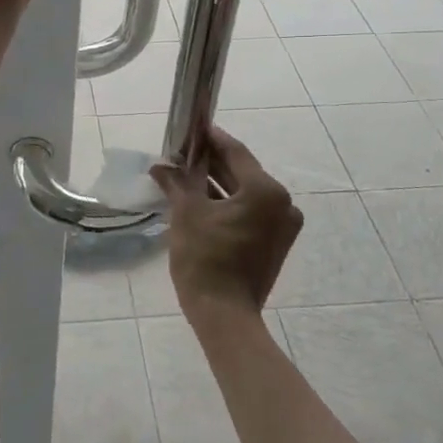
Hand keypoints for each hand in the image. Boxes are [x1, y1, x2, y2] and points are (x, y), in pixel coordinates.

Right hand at [150, 127, 303, 325]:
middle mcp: (282, 204)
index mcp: (266, 191)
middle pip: (242, 172)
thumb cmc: (205, 258)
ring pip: (244, 193)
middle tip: (182, 152)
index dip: (211, 138)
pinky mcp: (274, 243)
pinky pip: (249, 212)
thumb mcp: (186, 214)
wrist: (224, 315)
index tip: (192, 127)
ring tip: (185, 173)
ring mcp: (281, 226)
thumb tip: (160, 166)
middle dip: (211, 162)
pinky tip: (199, 198)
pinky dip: (226, 204)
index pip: (235, 152)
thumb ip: (177, 182)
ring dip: (216, 184)